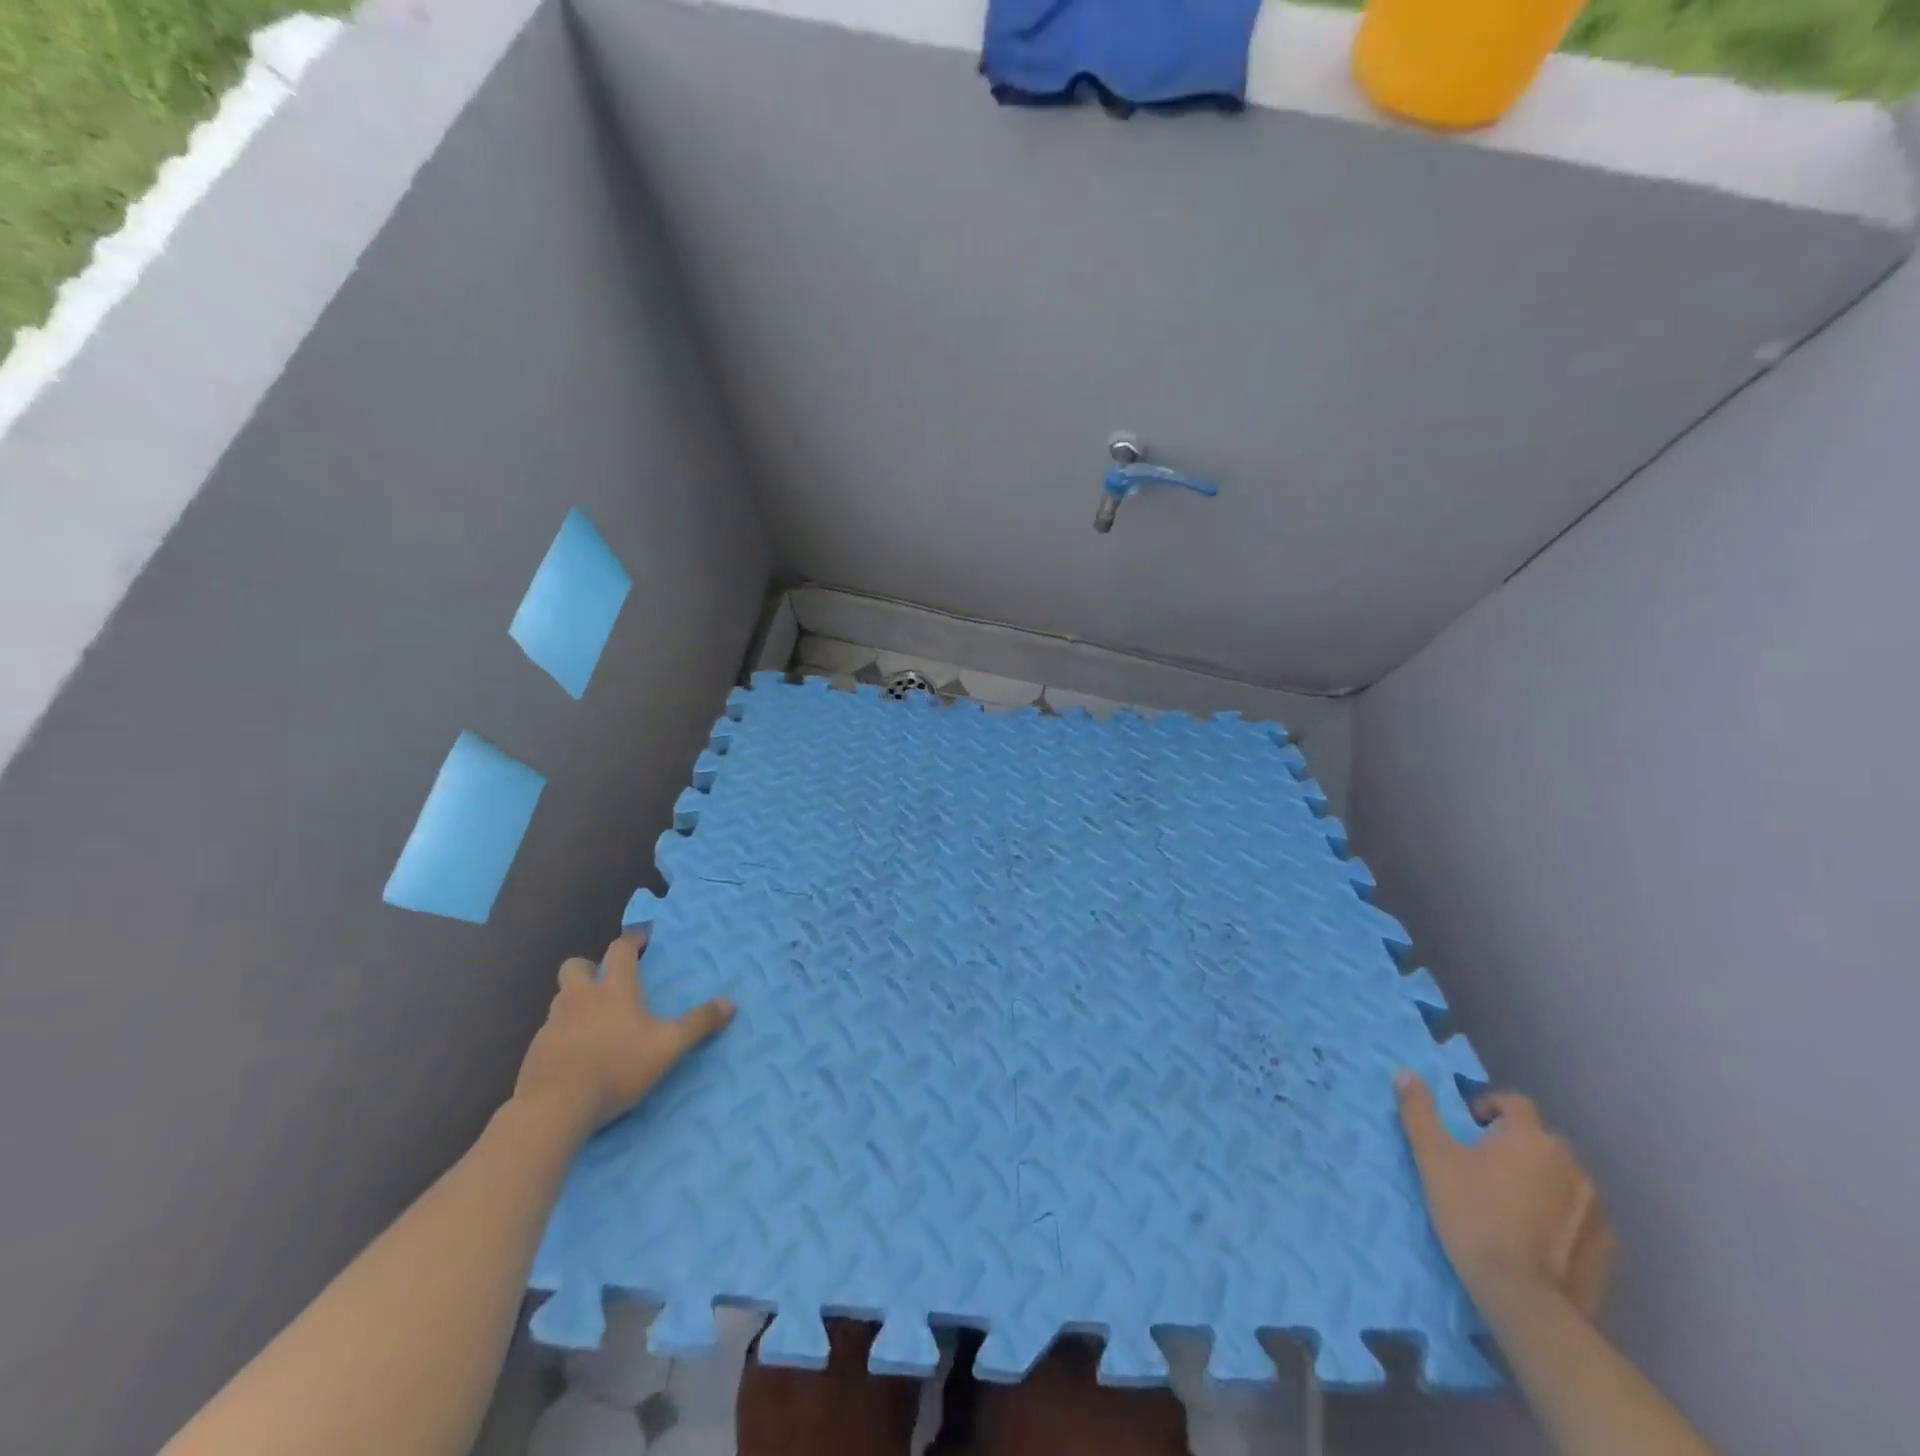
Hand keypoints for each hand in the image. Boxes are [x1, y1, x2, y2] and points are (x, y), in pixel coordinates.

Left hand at [512, 932, 733, 1139]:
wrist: (554, 1108)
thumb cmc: (617, 1067)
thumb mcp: (669, 1046)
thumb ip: (699, 1023)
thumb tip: (730, 1003)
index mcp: (614, 990)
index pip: (620, 950)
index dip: (632, 940)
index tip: (642, 939)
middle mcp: (580, 998)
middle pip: (576, 966)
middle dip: (590, 967)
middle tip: (606, 982)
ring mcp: (553, 1024)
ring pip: (561, 999)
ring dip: (576, 1001)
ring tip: (593, 1021)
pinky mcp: (535, 1051)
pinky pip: (550, 1031)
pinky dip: (563, 1034)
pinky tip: (575, 1054)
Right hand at [1396, 1072, 1614, 1317]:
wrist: (1524, 1299)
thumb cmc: (1473, 1215)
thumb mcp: (1432, 1158)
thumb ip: (1419, 1111)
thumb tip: (1407, 1073)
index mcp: (1531, 1137)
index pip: (1515, 1102)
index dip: (1489, 1107)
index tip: (1469, 1129)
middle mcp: (1571, 1163)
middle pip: (1539, 1140)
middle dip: (1513, 1145)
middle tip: (1482, 1168)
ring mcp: (1595, 1207)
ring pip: (1560, 1177)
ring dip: (1538, 1179)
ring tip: (1509, 1204)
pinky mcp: (1606, 1245)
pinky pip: (1578, 1214)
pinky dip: (1559, 1215)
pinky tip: (1535, 1236)